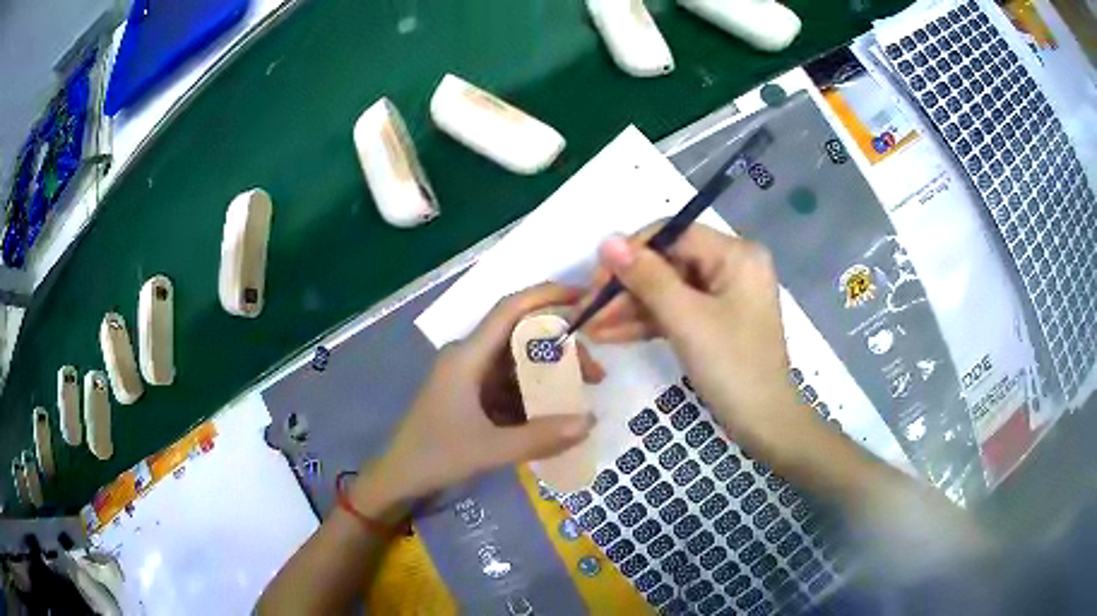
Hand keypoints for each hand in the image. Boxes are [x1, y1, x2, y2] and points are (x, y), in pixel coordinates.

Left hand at [352, 283, 602, 513]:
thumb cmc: (435, 457)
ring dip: (550, 376)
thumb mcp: (489, 450)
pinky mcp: (472, 398)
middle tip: (595, 375)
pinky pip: (511, 388)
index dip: (548, 296)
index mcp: (467, 357)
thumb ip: (540, 437)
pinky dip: (534, 397)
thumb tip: (591, 422)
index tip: (585, 297)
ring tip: (583, 396)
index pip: (510, 310)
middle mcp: (470, 359)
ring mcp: (470, 379)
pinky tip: (557, 415)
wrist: (398, 480)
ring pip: (519, 365)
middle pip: (522, 339)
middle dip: (561, 350)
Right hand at [578, 224, 803, 453]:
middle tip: (587, 310)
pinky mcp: (715, 320)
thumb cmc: (733, 367)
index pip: (673, 235)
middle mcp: (731, 265)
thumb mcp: (687, 320)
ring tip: (590, 328)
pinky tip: (611, 335)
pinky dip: (647, 323)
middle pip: (667, 263)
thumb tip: (606, 240)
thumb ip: (647, 277)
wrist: (765, 424)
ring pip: (668, 290)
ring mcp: (724, 294)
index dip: (631, 252)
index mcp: (735, 254)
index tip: (596, 280)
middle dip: (626, 288)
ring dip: (630, 309)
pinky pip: (677, 311)